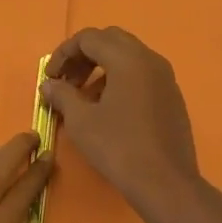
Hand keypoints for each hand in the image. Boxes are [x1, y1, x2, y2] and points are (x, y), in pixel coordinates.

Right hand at [41, 27, 202, 217]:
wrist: (166, 184)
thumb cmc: (119, 148)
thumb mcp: (82, 121)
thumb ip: (62, 95)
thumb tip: (50, 84)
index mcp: (128, 58)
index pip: (89, 38)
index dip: (64, 53)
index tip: (50, 77)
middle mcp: (149, 59)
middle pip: (110, 40)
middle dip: (83, 55)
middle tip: (66, 80)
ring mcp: (165, 77)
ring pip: (127, 56)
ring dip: (101, 67)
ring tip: (83, 97)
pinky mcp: (172, 96)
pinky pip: (141, 74)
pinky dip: (120, 79)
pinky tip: (108, 108)